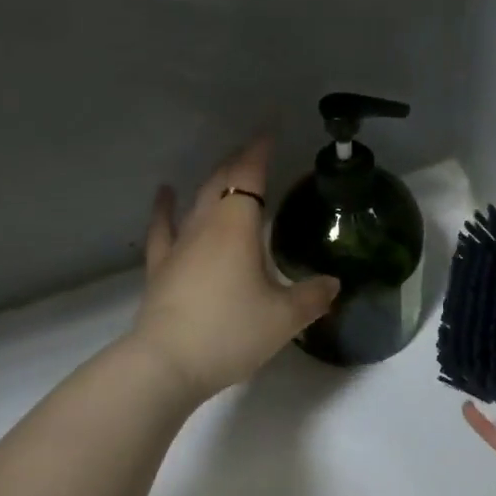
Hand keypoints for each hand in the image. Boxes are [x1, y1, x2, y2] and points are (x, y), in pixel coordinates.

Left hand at [129, 136, 339, 402]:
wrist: (166, 365)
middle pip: (223, 180)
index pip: (250, 175)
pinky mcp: (161, 267)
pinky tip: (166, 193)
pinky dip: (165, 208)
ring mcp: (180, 244)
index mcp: (238, 225)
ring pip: (198, 199)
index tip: (271, 130)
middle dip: (241, 161)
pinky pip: (163, 228)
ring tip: (226, 166)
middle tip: (257, 149)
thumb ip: (312, 296)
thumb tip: (333, 284)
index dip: (260, 151)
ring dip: (214, 180)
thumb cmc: (230, 332)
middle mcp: (207, 224)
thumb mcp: (284, 318)